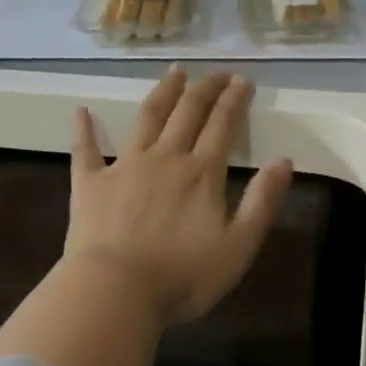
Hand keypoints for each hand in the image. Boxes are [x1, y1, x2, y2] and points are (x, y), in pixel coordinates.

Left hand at [65, 68, 293, 328]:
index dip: (234, 99)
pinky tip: (81, 111)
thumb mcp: (239, 246)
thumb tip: (285, 161)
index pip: (222, 125)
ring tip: (174, 72)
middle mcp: (165, 158)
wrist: (114, 292)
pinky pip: (85, 150)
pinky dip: (84, 129)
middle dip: (205, 89)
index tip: (242, 79)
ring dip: (162, 93)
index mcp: (201, 173)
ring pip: (146, 118)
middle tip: (216, 73)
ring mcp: (124, 167)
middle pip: (187, 113)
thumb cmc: (183, 276)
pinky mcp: (90, 185)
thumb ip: (262, 202)